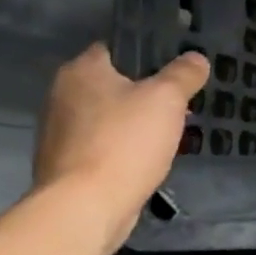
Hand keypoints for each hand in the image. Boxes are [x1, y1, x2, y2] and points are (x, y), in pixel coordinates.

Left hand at [32, 44, 208, 253]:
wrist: (86, 206)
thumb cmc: (125, 142)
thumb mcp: (167, 99)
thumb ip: (183, 74)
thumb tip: (195, 58)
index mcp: (82, 71)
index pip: (117, 47)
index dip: (148, 53)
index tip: (177, 67)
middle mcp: (62, 95)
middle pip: (113, 84)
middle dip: (146, 93)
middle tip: (181, 103)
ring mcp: (60, 132)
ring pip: (109, 116)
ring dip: (135, 122)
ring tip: (170, 132)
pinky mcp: (66, 163)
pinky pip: (103, 145)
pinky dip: (124, 148)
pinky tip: (147, 159)